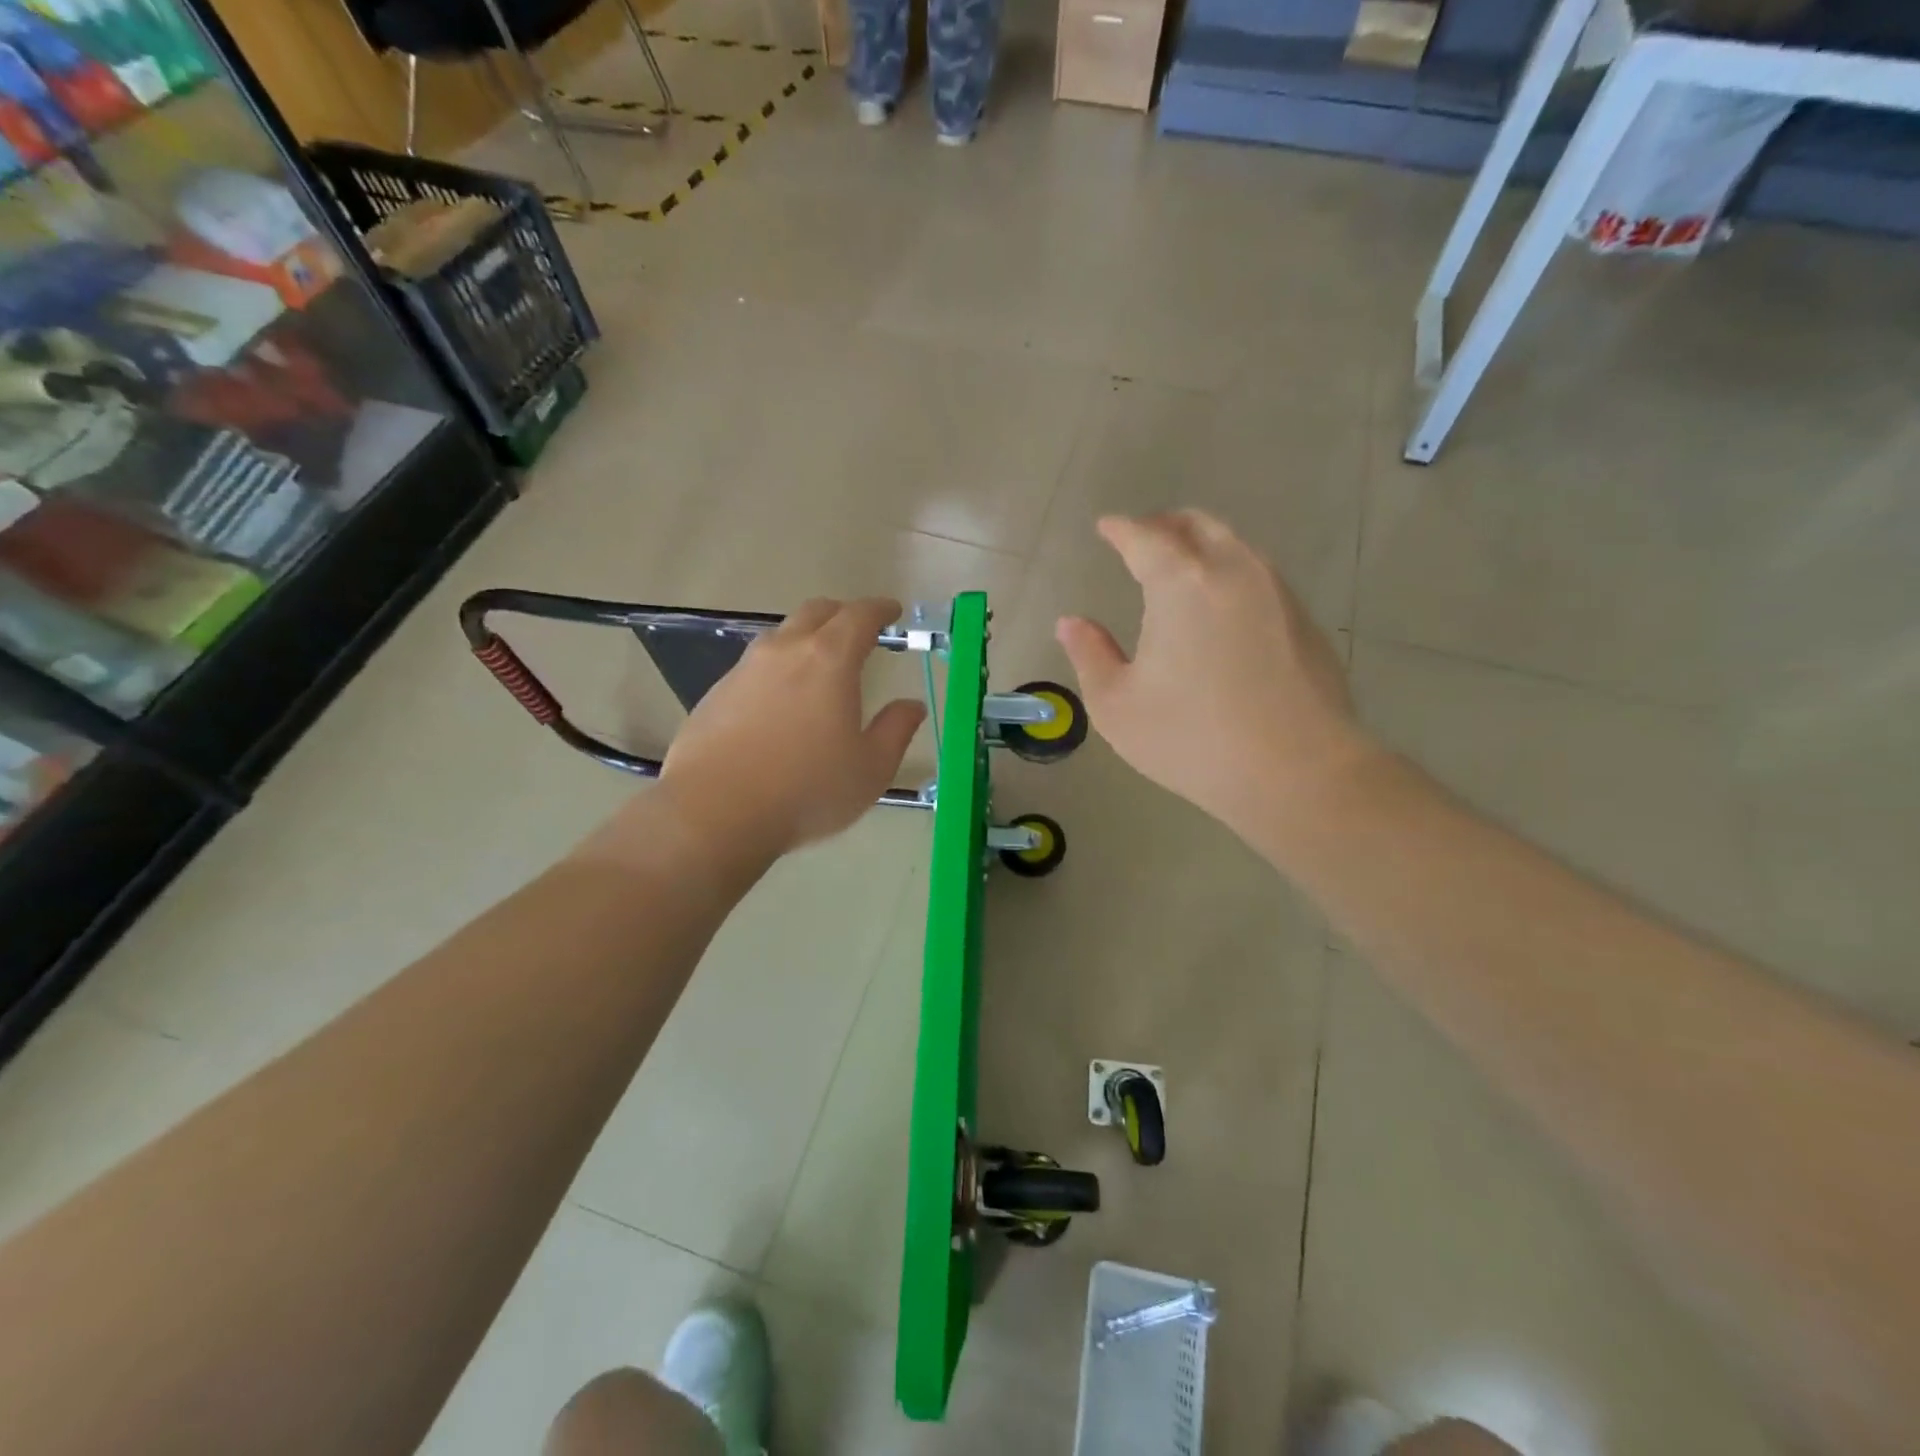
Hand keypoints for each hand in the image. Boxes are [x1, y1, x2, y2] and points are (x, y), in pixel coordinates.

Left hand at [636, 598, 924, 868]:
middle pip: (816, 612)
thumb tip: (911, 706)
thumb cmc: (807, 790)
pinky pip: (755, 666)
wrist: (715, 812)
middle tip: (859, 631)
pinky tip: (780, 702)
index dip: (880, 609)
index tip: (892, 612)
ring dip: (806, 638)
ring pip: (781, 635)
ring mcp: (745, 669)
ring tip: (819, 665)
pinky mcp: (717, 693)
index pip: (859, 616)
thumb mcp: (870, 769)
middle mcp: (785, 651)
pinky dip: (778, 669)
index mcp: (829, 660)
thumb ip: (896, 730)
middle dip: (843, 614)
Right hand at [1055, 511, 1378, 842]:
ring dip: (1202, 546)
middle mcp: (1233, 571)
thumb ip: (1089, 655)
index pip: (1144, 537)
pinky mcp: (1304, 620)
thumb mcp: (1117, 706)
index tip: (1106, 526)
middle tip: (1142, 538)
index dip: (1121, 528)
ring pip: (1235, 546)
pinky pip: (1259, 577)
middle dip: (1164, 525)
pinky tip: (1223, 608)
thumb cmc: (1192, 738)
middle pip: (1197, 525)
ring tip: (1182, 568)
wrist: (1298, 771)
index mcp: (1181, 582)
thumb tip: (1071, 623)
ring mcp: (1277, 592)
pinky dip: (1231, 575)